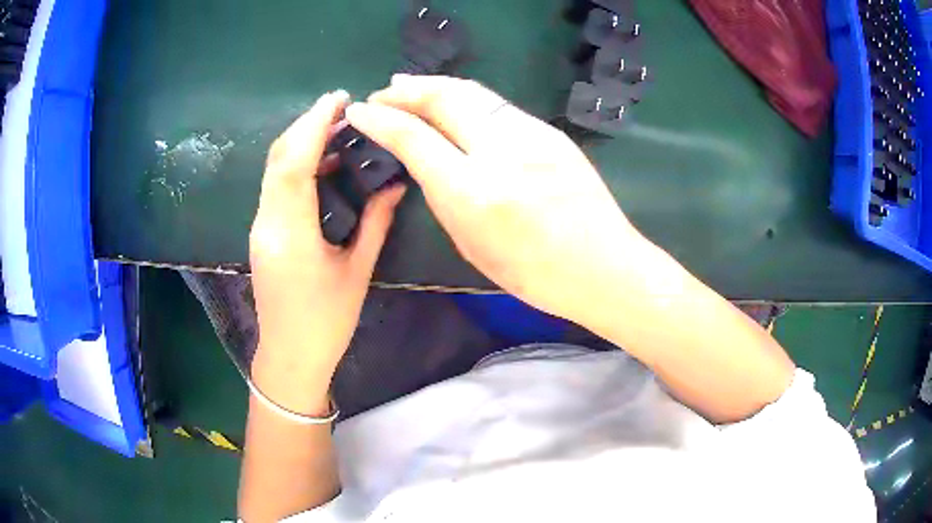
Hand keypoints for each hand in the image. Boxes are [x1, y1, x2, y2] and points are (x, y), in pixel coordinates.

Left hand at [250, 90, 405, 409]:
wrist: (290, 355)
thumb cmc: (326, 321)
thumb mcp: (357, 271)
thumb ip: (376, 222)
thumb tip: (395, 183)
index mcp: (291, 232)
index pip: (295, 161)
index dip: (314, 124)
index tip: (339, 99)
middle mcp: (267, 221)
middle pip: (279, 157)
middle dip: (306, 124)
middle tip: (341, 108)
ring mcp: (259, 226)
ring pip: (274, 169)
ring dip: (300, 142)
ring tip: (336, 130)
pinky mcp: (262, 232)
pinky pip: (275, 186)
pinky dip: (295, 165)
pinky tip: (322, 164)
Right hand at [345, 75, 644, 328]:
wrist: (603, 266)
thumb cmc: (535, 273)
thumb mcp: (472, 246)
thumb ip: (443, 197)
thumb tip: (424, 159)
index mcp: (475, 194)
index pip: (414, 138)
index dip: (381, 120)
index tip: (361, 111)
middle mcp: (501, 153)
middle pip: (443, 98)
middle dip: (406, 90)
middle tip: (384, 92)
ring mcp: (532, 136)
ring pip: (472, 93)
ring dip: (435, 85)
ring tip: (409, 86)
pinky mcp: (551, 132)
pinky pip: (497, 106)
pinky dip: (466, 98)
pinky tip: (454, 103)